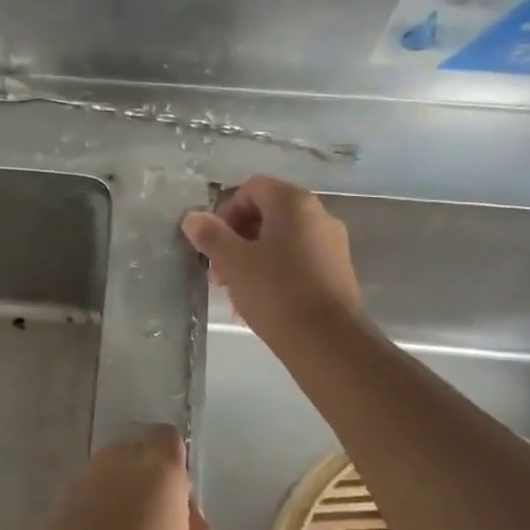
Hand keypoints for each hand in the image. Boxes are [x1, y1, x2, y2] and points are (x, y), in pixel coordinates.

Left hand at [22, 426, 217, 529]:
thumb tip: (185, 515)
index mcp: (158, 471)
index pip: (167, 439)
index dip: (175, 462)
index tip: (179, 499)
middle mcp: (116, 464)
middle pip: (136, 452)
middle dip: (147, 476)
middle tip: (157, 524)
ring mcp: (82, 483)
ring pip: (109, 473)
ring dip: (120, 493)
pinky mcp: (57, 507)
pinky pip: (87, 496)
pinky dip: (97, 511)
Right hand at [181, 176, 362, 343]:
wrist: (328, 342)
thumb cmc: (276, 292)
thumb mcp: (233, 262)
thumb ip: (210, 235)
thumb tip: (192, 218)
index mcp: (293, 202)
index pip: (251, 188)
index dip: (225, 212)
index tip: (213, 244)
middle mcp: (319, 214)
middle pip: (266, 214)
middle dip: (237, 239)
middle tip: (219, 272)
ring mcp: (332, 244)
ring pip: (281, 240)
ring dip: (253, 259)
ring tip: (236, 293)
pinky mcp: (337, 271)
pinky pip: (298, 260)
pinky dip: (275, 273)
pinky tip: (261, 303)